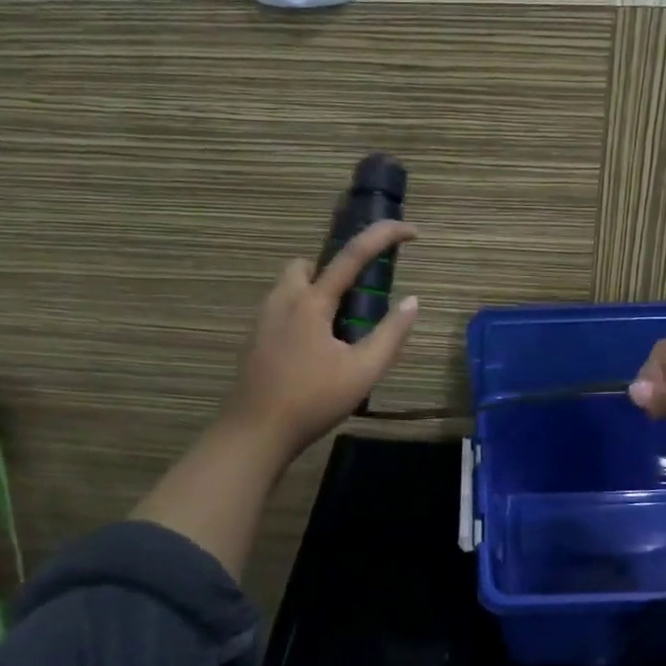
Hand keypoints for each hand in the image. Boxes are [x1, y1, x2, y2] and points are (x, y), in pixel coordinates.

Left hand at [223, 220, 419, 459]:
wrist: (254, 434)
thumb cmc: (312, 400)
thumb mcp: (363, 371)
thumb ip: (390, 334)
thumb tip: (412, 302)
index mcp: (312, 302)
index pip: (352, 255)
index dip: (384, 236)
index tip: (411, 232)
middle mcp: (283, 301)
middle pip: (307, 264)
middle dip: (333, 268)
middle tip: (356, 299)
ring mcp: (263, 320)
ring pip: (290, 287)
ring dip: (315, 292)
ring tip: (338, 329)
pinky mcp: (254, 341)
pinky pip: (280, 311)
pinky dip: (300, 314)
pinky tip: (313, 351)